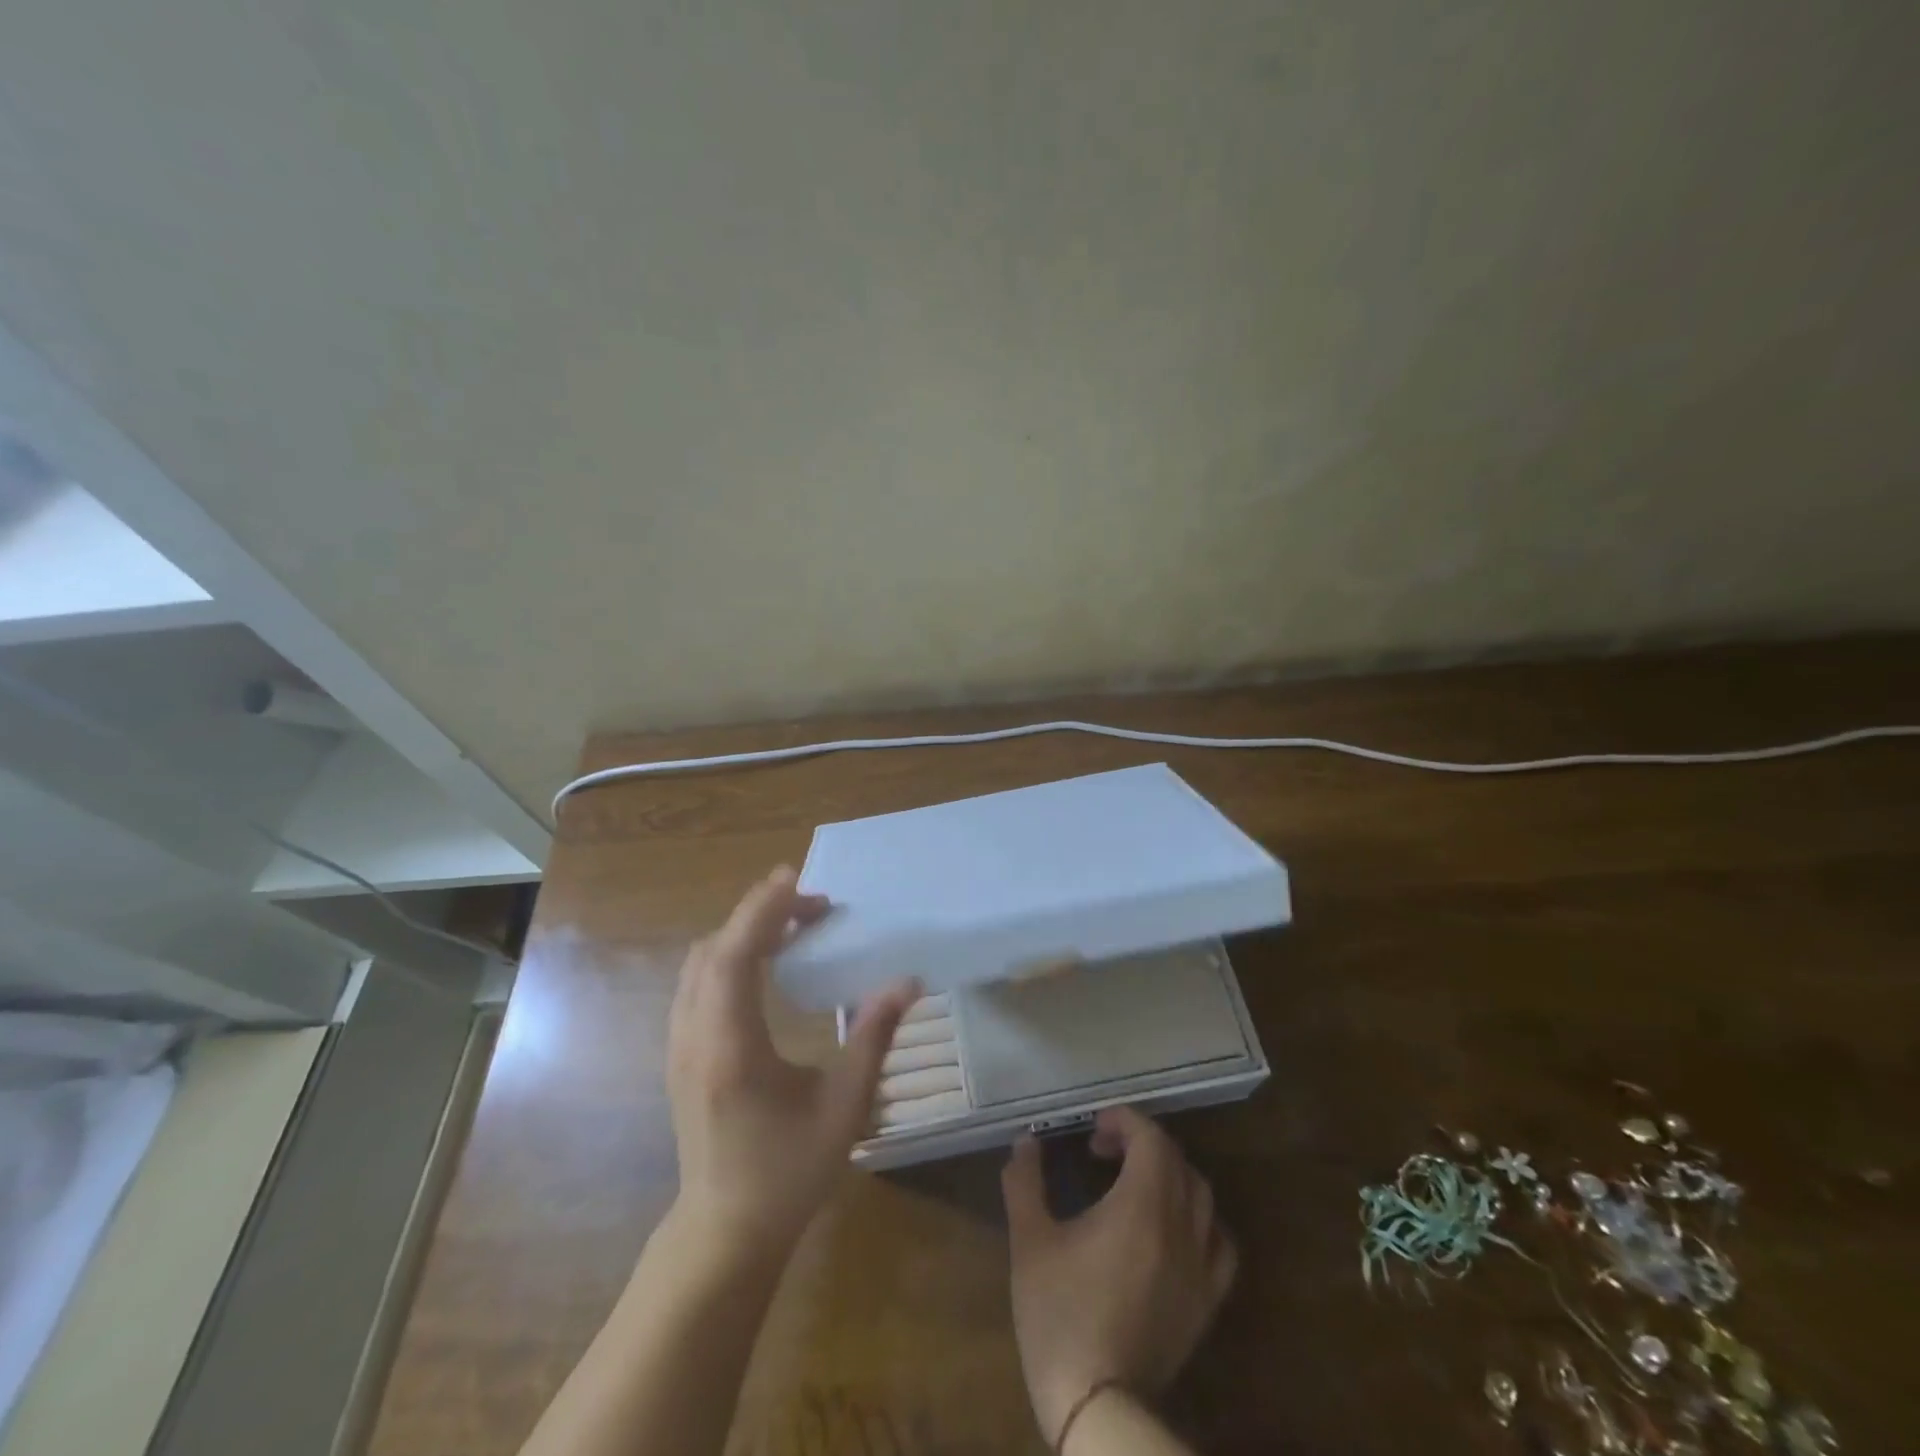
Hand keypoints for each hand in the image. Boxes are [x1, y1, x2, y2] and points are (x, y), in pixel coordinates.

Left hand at [667, 866, 918, 1253]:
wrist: (725, 1232)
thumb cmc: (788, 1173)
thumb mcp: (844, 1107)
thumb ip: (874, 1037)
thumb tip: (907, 982)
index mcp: (731, 1046)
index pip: (734, 955)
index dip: (762, 910)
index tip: (798, 880)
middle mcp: (694, 1037)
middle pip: (713, 950)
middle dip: (760, 914)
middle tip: (813, 904)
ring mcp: (680, 1046)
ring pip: (700, 964)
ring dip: (742, 934)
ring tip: (794, 926)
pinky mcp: (682, 1055)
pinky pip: (698, 984)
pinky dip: (730, 957)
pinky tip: (766, 966)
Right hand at [1001, 1108, 1237, 1445]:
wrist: (1098, 1405)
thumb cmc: (1060, 1316)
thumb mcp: (1029, 1242)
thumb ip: (1025, 1182)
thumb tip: (1025, 1142)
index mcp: (1141, 1207)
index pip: (1150, 1139)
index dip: (1124, 1121)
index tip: (1094, 1129)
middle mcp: (1180, 1228)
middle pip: (1177, 1160)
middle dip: (1142, 1142)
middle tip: (1104, 1150)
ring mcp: (1200, 1267)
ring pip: (1202, 1196)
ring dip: (1171, 1174)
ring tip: (1137, 1182)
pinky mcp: (1208, 1302)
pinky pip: (1220, 1242)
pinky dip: (1201, 1220)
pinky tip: (1174, 1230)